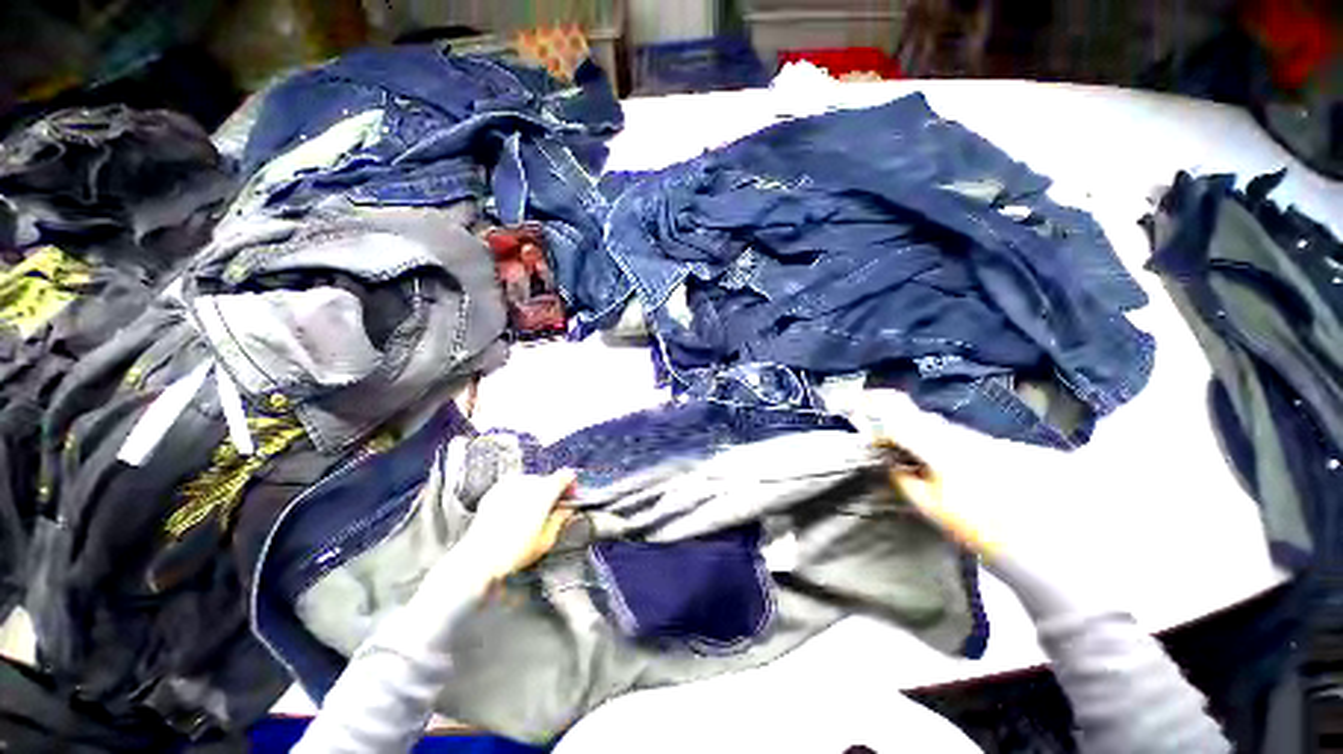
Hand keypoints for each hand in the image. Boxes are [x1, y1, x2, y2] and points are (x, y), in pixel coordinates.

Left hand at [454, 469, 575, 582]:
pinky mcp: (495, 490)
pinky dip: (518, 494)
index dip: (570, 485)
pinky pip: (513, 487)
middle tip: (552, 509)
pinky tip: (515, 511)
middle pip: (548, 480)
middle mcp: (528, 483)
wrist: (478, 559)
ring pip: (530, 482)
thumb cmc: (513, 552)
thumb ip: (560, 519)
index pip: (565, 476)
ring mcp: (510, 484)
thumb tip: (567, 509)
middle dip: (552, 491)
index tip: (570, 495)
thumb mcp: (546, 540)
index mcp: (545, 492)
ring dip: (535, 492)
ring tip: (531, 512)